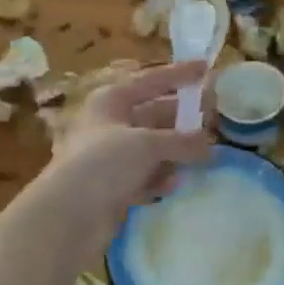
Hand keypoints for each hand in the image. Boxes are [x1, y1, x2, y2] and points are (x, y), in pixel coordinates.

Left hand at [15, 61, 212, 271]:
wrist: (67, 216)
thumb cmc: (104, 163)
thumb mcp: (147, 144)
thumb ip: (181, 141)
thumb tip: (208, 144)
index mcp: (112, 100)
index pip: (151, 80)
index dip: (179, 74)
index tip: (206, 68)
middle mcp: (110, 124)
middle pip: (154, 114)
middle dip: (184, 118)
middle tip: (215, 119)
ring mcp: (110, 157)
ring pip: (152, 147)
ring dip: (175, 152)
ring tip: (204, 156)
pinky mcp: (112, 186)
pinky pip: (144, 175)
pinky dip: (159, 178)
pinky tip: (173, 185)